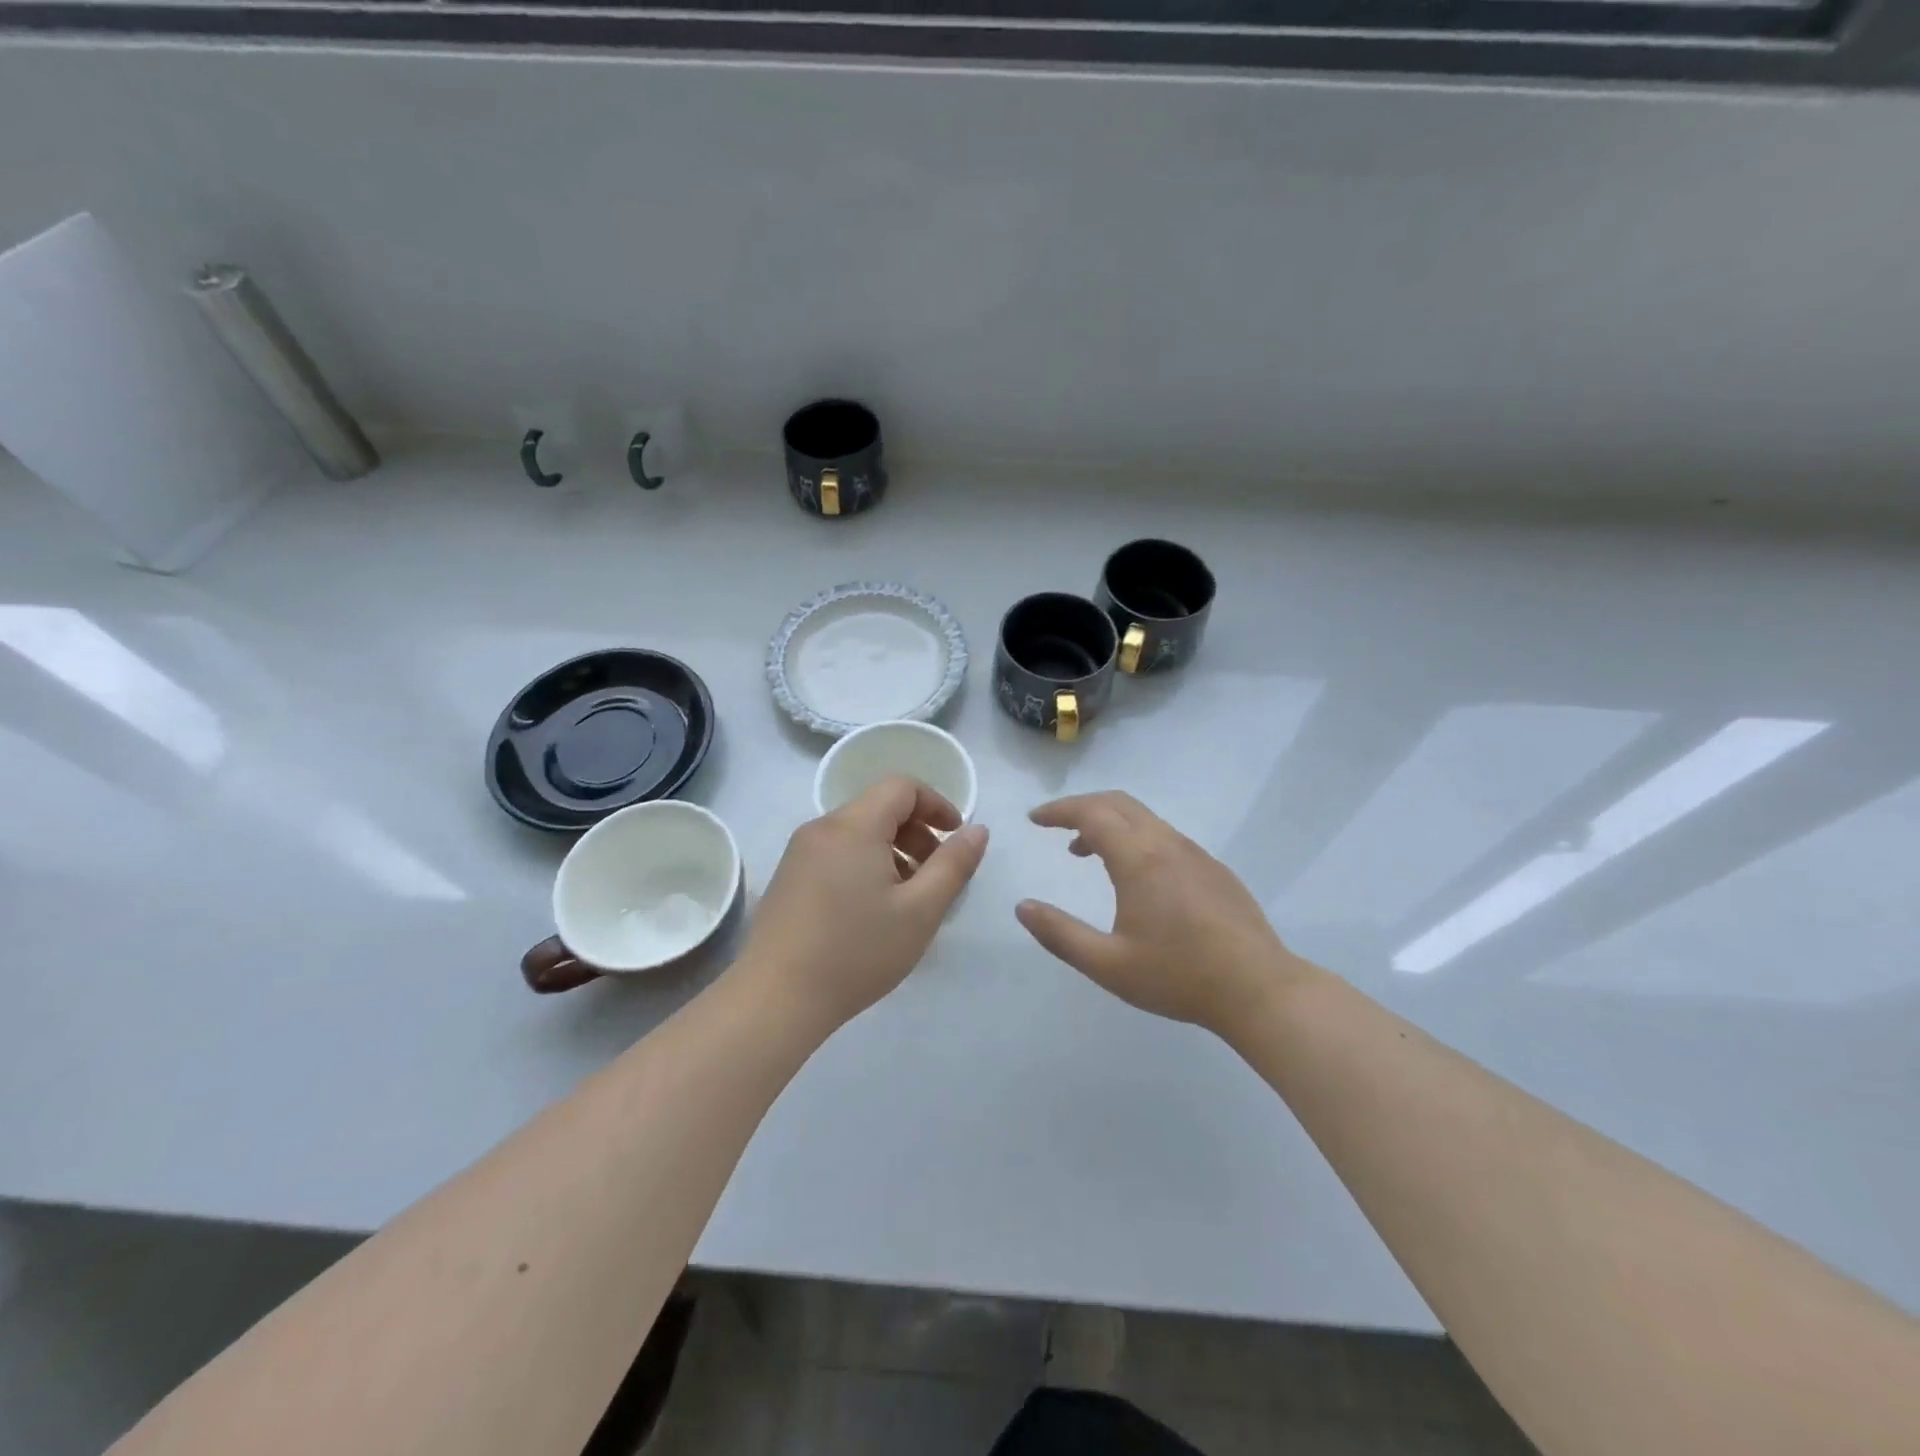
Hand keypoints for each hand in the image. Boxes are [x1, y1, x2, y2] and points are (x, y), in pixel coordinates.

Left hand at [740, 777, 988, 1031]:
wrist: (776, 999)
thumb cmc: (857, 952)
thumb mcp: (920, 910)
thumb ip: (954, 864)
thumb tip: (978, 829)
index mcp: (854, 826)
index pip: (902, 786)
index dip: (937, 804)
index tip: (956, 837)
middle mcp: (822, 827)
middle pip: (879, 807)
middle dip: (916, 832)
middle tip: (936, 875)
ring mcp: (799, 852)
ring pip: (858, 832)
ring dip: (892, 850)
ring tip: (908, 897)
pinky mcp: (788, 876)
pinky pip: (836, 852)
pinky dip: (865, 864)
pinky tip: (871, 910)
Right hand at [1016, 791, 1301, 1033]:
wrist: (1259, 990)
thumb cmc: (1178, 976)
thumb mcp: (1108, 964)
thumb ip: (1060, 934)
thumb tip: (1022, 907)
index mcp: (1139, 859)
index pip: (1092, 813)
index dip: (1059, 810)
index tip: (1034, 819)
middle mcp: (1167, 844)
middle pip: (1118, 803)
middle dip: (1081, 807)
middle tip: (1055, 826)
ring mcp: (1195, 853)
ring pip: (1144, 818)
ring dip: (1109, 823)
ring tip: (1085, 852)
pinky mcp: (1213, 869)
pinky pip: (1165, 836)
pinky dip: (1135, 837)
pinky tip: (1134, 875)